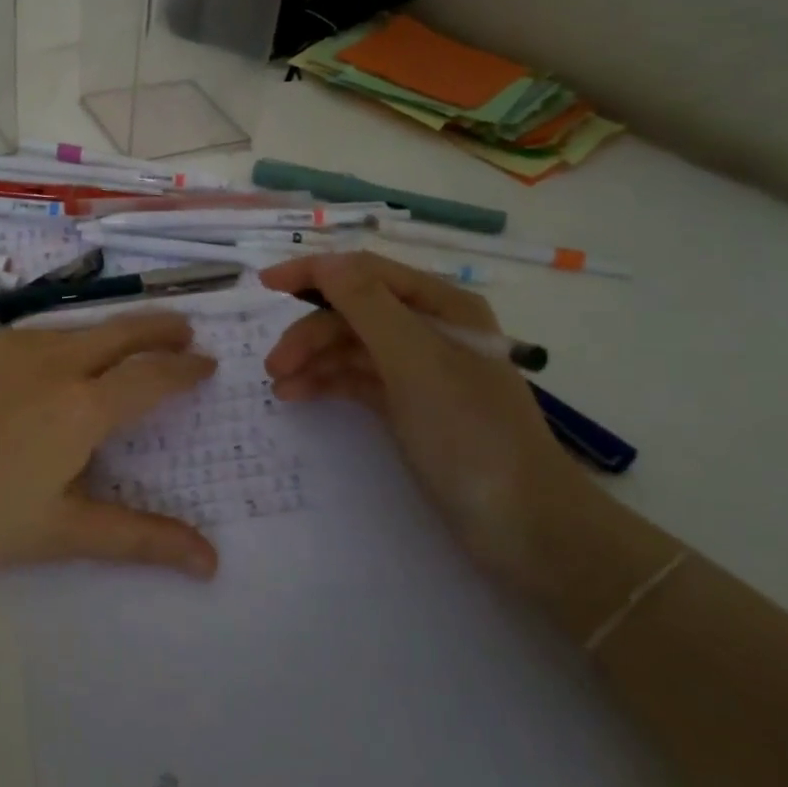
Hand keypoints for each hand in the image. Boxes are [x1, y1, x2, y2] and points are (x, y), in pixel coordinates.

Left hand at [0, 311, 219, 580]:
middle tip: (184, 328)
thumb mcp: (61, 534)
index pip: (154, 375)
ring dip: (108, 333)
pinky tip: (42, 364)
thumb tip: (212, 563)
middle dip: (161, 326)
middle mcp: (54, 361)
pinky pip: (28, 336)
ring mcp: (7, 345)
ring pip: (74, 329)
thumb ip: (139, 540)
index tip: (207, 363)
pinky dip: (56, 342)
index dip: (186, 368)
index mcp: (84, 406)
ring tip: (121, 344)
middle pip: (122, 331)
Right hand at [259, 252, 582, 581]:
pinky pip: (357, 379)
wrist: (523, 525)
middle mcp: (428, 329)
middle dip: (310, 331)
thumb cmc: (470, 432)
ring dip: (313, 359)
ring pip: (351, 347)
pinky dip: (327, 383)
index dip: (313, 272)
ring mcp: (418, 369)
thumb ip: (367, 305)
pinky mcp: (408, 405)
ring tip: (279, 388)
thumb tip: (324, 262)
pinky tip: (298, 396)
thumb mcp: (415, 360)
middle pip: (353, 312)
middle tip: (273, 365)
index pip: (365, 272)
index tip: (264, 285)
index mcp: (440, 305)